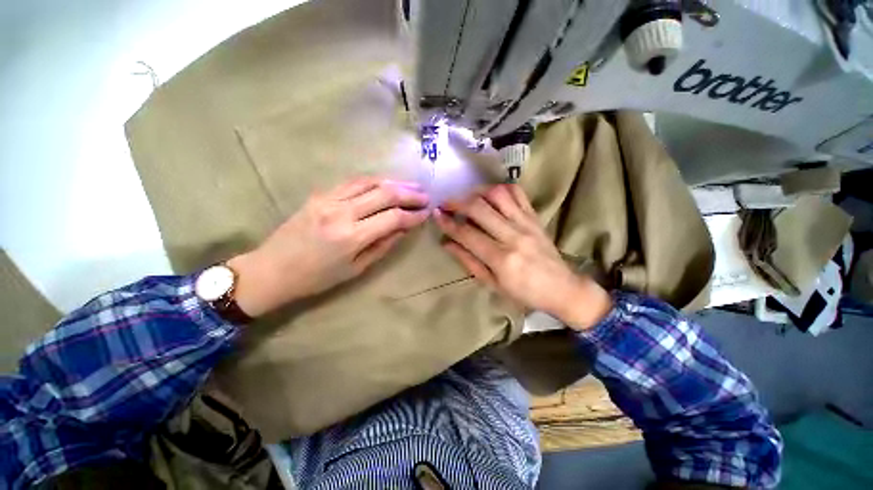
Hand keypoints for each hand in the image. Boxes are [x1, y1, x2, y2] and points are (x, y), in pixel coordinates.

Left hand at [228, 178, 428, 316]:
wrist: (272, 269)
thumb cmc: (317, 278)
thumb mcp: (355, 268)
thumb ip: (383, 246)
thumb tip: (403, 229)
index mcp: (351, 237)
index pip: (393, 218)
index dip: (413, 215)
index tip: (426, 213)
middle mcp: (342, 212)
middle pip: (385, 194)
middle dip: (410, 193)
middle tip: (426, 195)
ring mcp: (329, 199)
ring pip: (370, 181)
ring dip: (394, 182)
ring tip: (412, 185)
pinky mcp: (320, 194)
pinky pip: (353, 182)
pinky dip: (374, 180)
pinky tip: (386, 183)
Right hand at [433, 184, 610, 329]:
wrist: (562, 288)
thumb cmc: (524, 292)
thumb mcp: (492, 284)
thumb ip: (468, 261)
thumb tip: (446, 243)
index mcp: (501, 259)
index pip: (467, 234)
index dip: (448, 223)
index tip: (437, 215)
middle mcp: (513, 236)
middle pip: (479, 209)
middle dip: (457, 203)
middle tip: (446, 204)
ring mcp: (526, 223)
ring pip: (498, 195)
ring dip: (477, 192)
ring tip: (467, 199)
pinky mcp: (535, 217)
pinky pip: (517, 193)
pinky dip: (501, 189)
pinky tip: (490, 195)